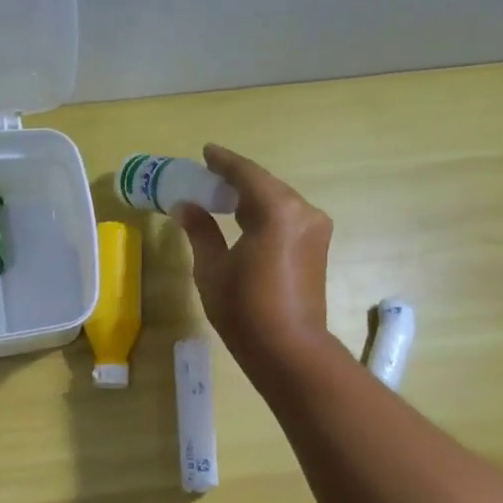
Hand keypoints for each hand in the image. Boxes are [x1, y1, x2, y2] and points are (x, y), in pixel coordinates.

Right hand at [174, 143, 335, 381]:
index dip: (223, 162)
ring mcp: (314, 230)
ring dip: (251, 198)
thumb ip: (200, 231)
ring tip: (221, 200)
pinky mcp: (317, 248)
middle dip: (236, 180)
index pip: (246, 174)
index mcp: (276, 210)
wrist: (289, 350)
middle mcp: (302, 211)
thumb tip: (185, 206)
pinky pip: (287, 219)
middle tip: (206, 179)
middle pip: (265, 185)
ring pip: (278, 202)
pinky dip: (264, 215)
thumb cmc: (244, 309)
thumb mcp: (212, 269)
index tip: (205, 152)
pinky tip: (243, 222)